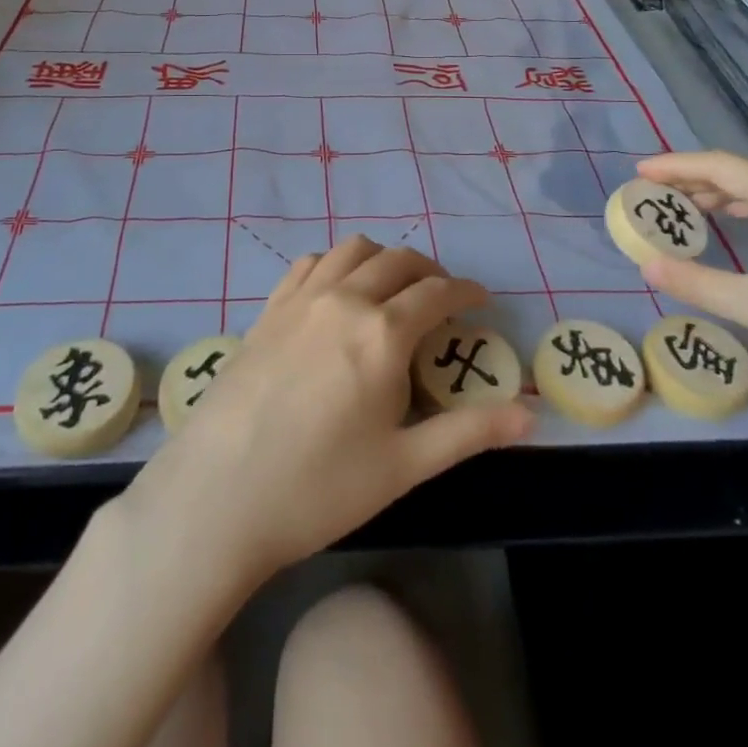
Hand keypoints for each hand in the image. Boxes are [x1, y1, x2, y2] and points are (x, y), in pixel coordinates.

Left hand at [126, 236, 532, 587]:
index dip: (467, 292)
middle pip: (398, 261)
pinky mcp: (268, 309)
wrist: (218, 496)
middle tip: (443, 297)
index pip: (438, 293)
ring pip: (353, 250)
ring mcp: (301, 299)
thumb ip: (468, 433)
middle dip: (430, 271)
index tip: (482, 300)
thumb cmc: (318, 488)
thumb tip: (529, 415)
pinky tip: (337, 290)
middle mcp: (344, 299)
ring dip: (383, 259)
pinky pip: (310, 263)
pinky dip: (337, 263)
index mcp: (382, 332)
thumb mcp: (403, 466)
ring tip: (393, 288)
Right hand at [634, 151, 747, 419]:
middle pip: (743, 173)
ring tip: (689, 210)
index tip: (638, 172)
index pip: (721, 166)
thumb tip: (646, 266)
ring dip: (724, 195)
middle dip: (696, 178)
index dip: (676, 165)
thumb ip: (699, 285)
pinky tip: (744, 233)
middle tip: (655, 193)